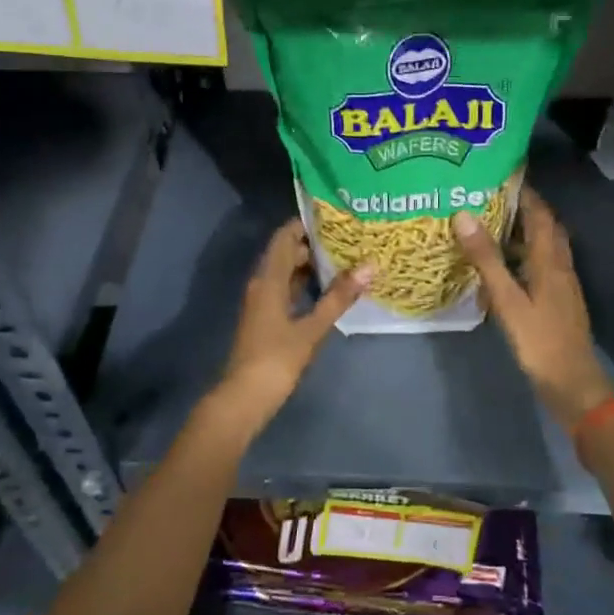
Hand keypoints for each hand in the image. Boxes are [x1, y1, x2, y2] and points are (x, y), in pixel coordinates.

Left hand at [208, 219, 369, 438]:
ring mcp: (262, 302)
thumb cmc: (276, 359)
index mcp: (268, 279)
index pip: (284, 237)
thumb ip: (339, 297)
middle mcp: (262, 284)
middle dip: (313, 243)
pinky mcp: (266, 318)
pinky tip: (327, 289)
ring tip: (344, 258)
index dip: (305, 223)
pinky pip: (285, 289)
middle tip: (348, 238)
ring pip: (285, 272)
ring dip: (310, 265)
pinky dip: (304, 284)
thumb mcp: (312, 328)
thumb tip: (369, 266)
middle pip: (285, 252)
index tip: (333, 216)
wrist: (244, 398)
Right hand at [454, 188, 613, 435]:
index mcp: (549, 259)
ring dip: (521, 233)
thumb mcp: (507, 299)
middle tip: (489, 197)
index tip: (500, 174)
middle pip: (544, 227)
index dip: (524, 191)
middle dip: (522, 208)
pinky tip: (502, 266)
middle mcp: (559, 265)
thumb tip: (464, 215)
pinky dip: (522, 256)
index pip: (539, 213)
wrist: (572, 383)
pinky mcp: (557, 300)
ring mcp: (561, 284)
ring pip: (542, 247)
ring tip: (489, 225)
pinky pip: (539, 266)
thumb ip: (486, 259)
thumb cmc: (539, 340)